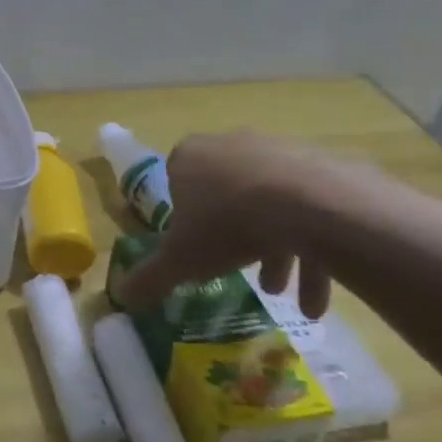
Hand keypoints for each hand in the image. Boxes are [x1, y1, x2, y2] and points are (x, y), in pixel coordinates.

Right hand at [110, 131, 369, 318]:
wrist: (309, 205)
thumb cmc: (228, 225)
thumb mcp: (180, 261)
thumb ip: (150, 278)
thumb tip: (120, 297)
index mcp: (190, 157)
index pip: (177, 183)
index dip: (185, 218)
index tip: (195, 248)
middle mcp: (231, 145)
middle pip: (227, 197)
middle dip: (235, 242)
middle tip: (243, 277)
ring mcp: (279, 151)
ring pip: (270, 206)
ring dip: (276, 253)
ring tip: (284, 295)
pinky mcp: (320, 165)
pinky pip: (309, 209)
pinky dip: (311, 249)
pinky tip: (316, 296)